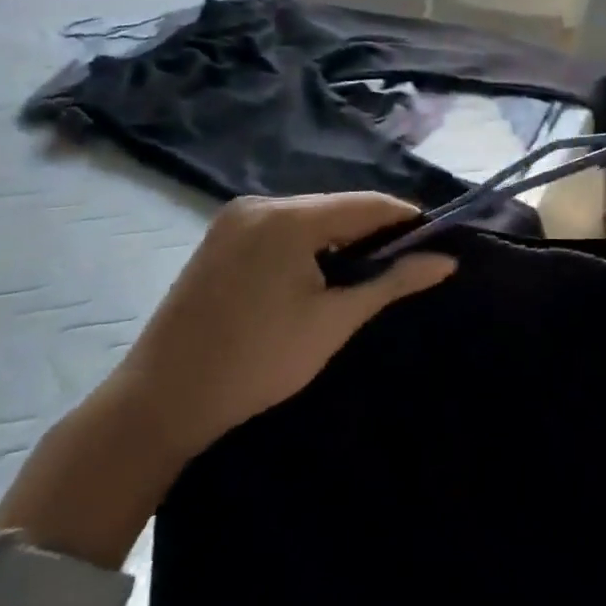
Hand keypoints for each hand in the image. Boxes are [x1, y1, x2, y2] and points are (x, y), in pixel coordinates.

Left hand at [113, 193, 455, 461]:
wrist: (158, 402)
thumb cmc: (257, 362)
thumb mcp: (334, 322)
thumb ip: (393, 283)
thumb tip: (447, 261)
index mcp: (289, 219)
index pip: (368, 204)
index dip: (407, 220)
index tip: (436, 243)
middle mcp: (261, 205)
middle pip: (338, 207)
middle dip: (374, 231)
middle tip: (404, 264)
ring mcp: (234, 219)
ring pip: (310, 217)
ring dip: (342, 238)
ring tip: (366, 273)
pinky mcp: (220, 238)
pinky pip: (282, 228)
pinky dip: (309, 244)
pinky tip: (319, 274)